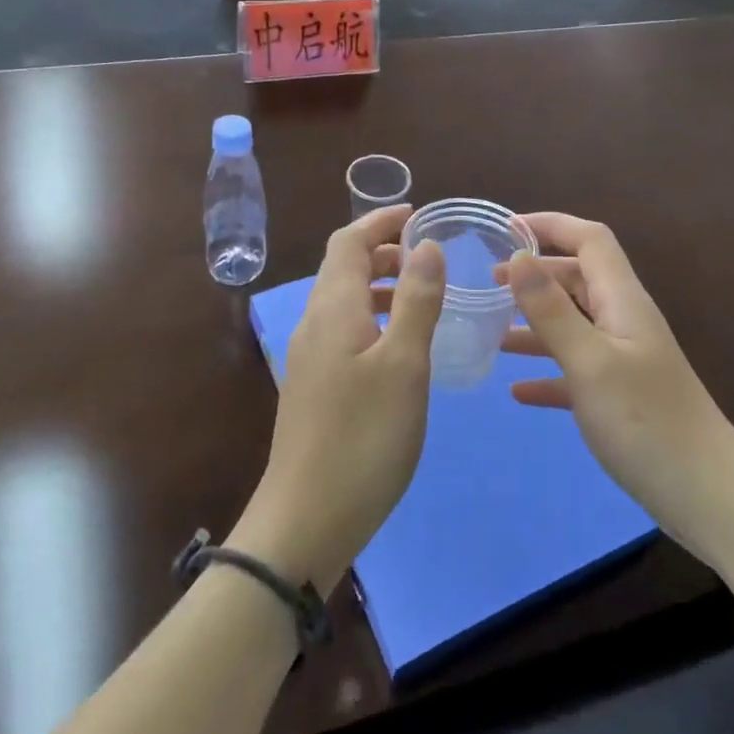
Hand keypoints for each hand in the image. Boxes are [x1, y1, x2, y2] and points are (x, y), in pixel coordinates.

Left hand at [230, 205, 444, 594]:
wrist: (305, 520)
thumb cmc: (363, 438)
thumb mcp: (403, 365)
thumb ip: (416, 301)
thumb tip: (425, 244)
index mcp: (333, 310)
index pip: (348, 243)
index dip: (379, 222)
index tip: (416, 213)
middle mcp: (314, 325)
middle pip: (342, 268)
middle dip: (382, 251)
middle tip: (427, 256)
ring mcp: (309, 359)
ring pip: (343, 301)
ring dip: (379, 285)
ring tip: (421, 295)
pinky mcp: (314, 388)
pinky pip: (343, 331)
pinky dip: (372, 318)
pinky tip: (399, 347)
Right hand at [501, 214, 733, 556]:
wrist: (706, 495)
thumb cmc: (645, 421)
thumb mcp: (590, 362)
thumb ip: (551, 309)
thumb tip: (518, 258)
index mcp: (622, 300)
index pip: (590, 240)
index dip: (551, 225)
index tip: (506, 229)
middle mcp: (623, 321)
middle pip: (577, 279)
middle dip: (534, 275)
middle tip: (488, 285)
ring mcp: (623, 359)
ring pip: (573, 325)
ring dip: (535, 323)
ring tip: (492, 333)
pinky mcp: (620, 397)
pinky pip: (575, 371)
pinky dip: (547, 373)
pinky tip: (517, 390)